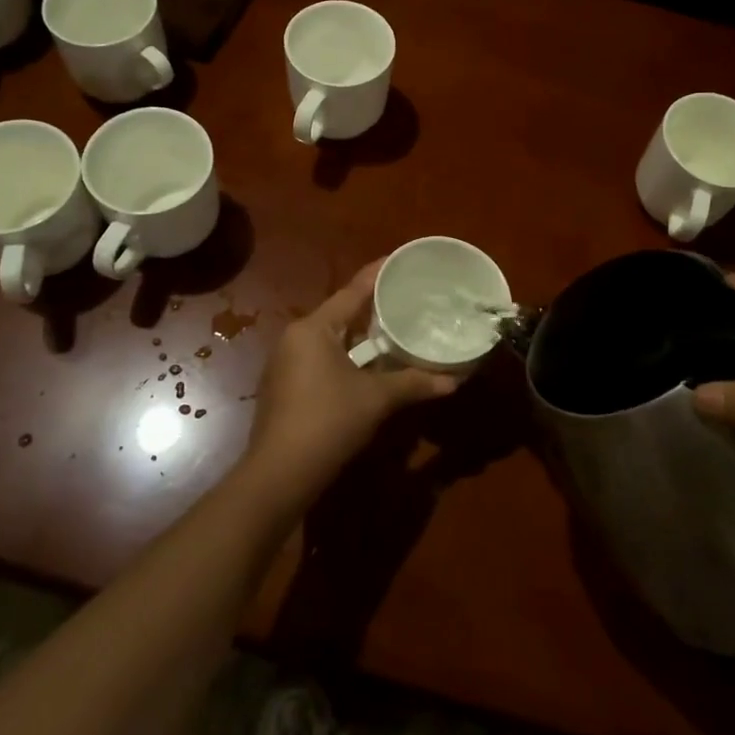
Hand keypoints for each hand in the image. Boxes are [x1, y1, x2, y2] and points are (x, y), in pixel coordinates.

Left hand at [240, 262, 457, 513]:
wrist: (280, 474)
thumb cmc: (328, 421)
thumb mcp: (376, 399)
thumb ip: (414, 383)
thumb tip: (455, 381)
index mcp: (313, 328)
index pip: (352, 291)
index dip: (378, 274)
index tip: (400, 260)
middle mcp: (295, 338)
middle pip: (340, 313)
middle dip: (372, 308)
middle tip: (406, 298)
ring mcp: (286, 363)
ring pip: (331, 339)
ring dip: (360, 337)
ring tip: (393, 329)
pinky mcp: (285, 387)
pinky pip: (322, 359)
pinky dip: (347, 357)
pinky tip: (368, 366)